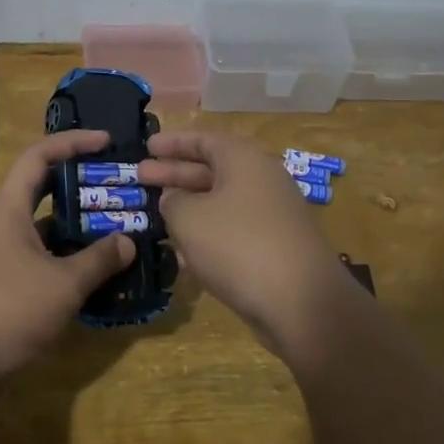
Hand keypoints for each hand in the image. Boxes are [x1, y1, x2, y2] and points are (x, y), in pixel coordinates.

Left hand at [0, 130, 138, 379]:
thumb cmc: (7, 309)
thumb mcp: (63, 284)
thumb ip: (98, 260)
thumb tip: (128, 241)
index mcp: (9, 209)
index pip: (39, 156)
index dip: (73, 142)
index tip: (107, 142)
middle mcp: (1, 223)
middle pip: (41, 188)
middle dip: (78, 183)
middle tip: (114, 187)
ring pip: (41, 225)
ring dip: (73, 224)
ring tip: (112, 228)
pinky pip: (37, 254)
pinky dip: (63, 255)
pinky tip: (89, 270)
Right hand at [145, 131, 355, 358]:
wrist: (302, 303)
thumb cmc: (238, 246)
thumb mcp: (189, 218)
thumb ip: (173, 202)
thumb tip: (175, 200)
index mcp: (244, 161)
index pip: (204, 139)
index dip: (173, 142)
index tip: (147, 147)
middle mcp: (262, 181)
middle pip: (211, 169)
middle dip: (175, 174)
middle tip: (141, 177)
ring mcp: (271, 216)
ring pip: (220, 203)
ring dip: (188, 207)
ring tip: (156, 214)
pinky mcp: (275, 248)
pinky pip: (232, 231)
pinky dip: (206, 235)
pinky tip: (181, 254)